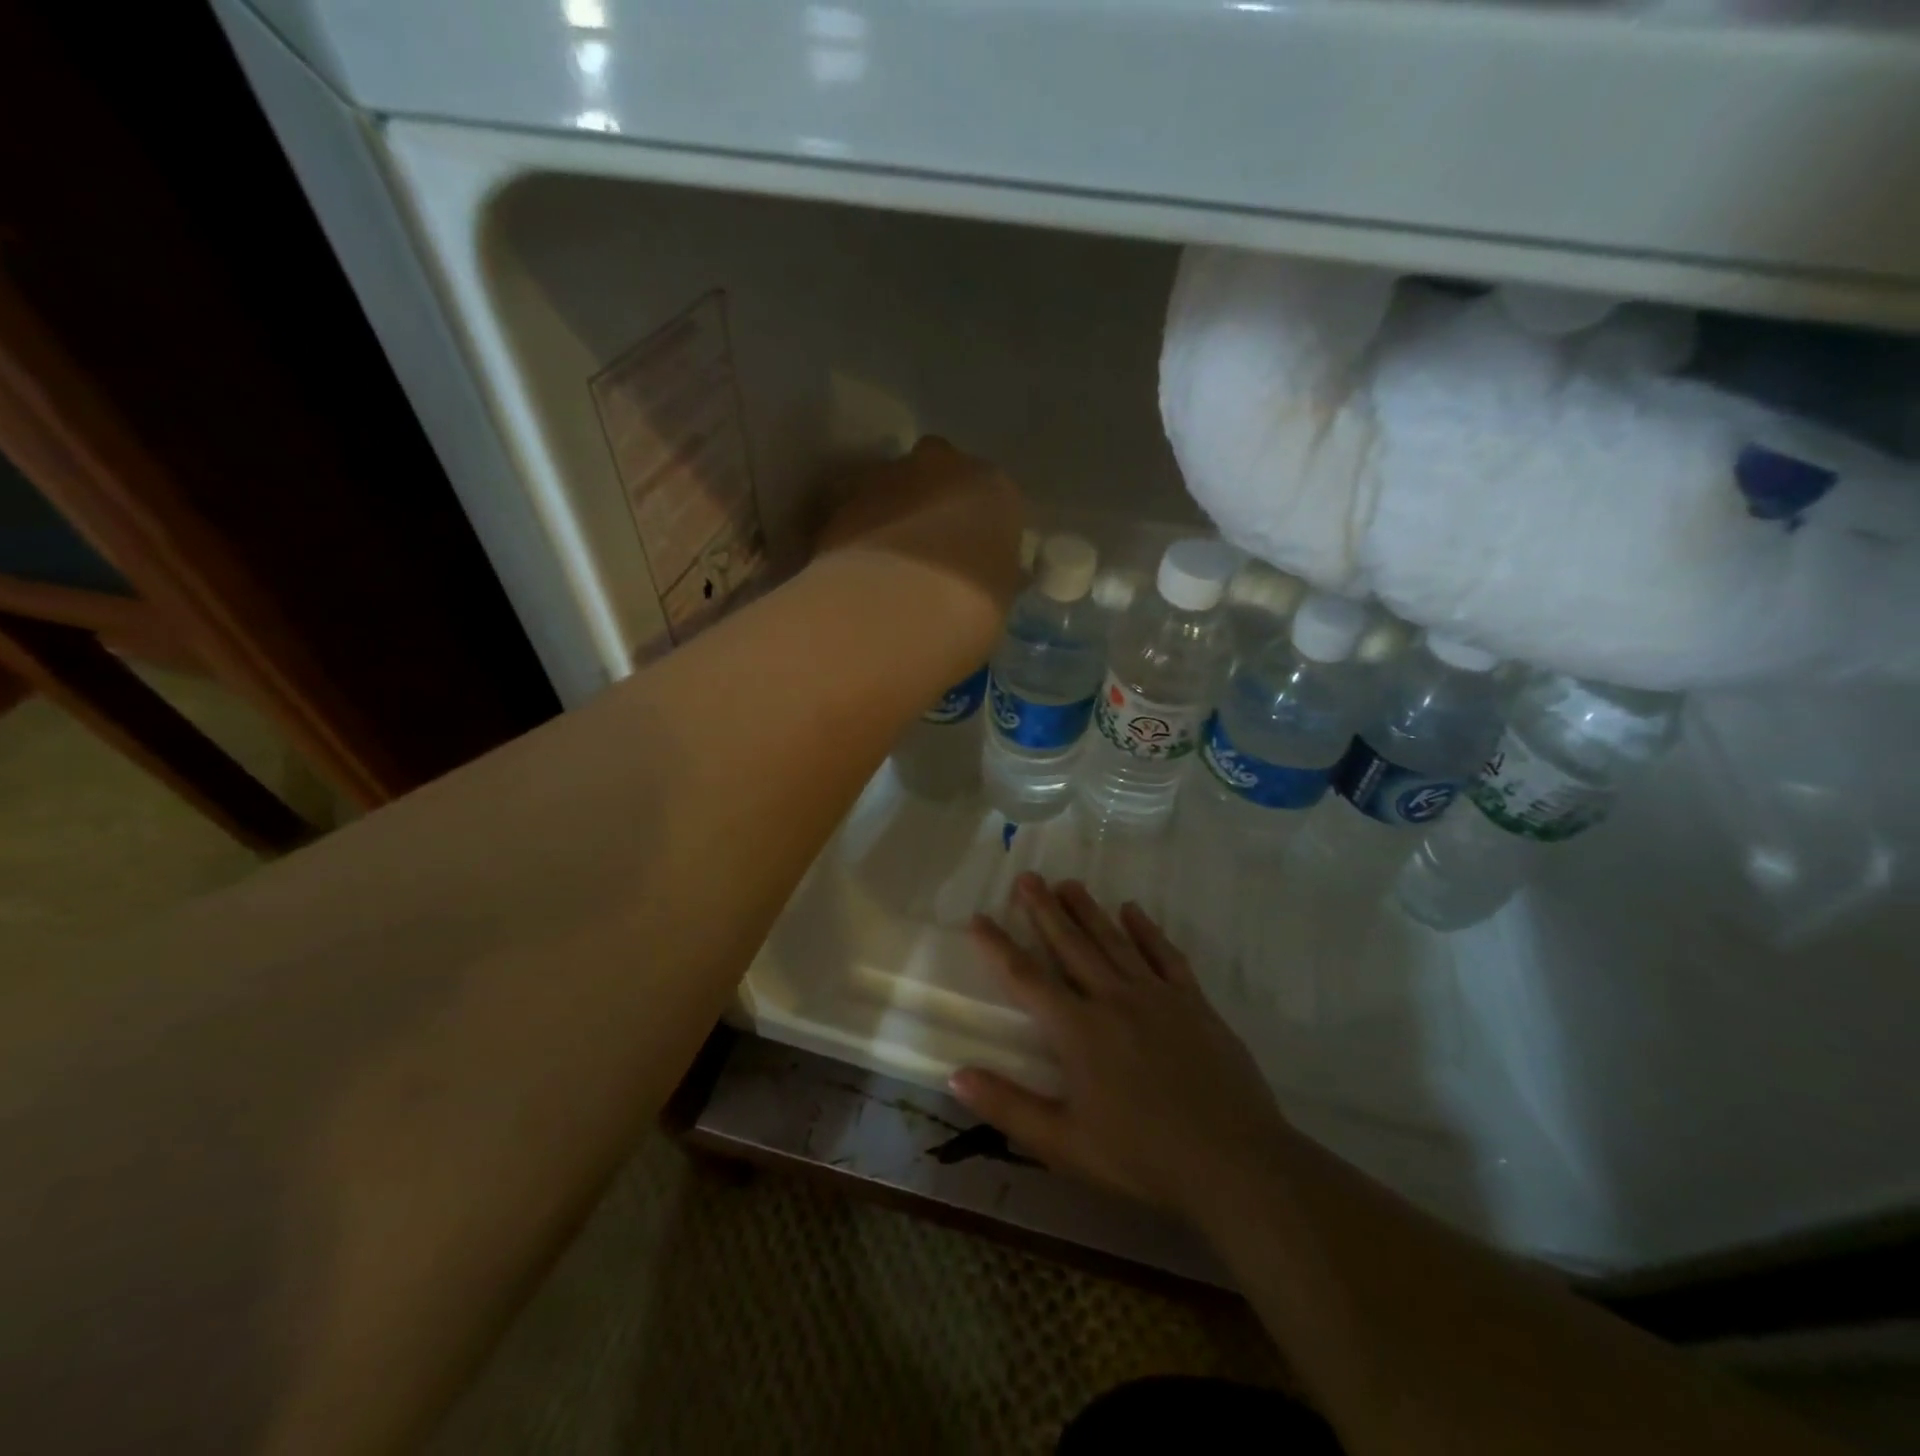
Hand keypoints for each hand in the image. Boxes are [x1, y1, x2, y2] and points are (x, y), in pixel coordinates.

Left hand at [815, 437, 1024, 619]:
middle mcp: (940, 464)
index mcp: (993, 486)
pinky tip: (857, 570)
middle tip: (926, 547)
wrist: (894, 607)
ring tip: (886, 564)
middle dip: (931, 499)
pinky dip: (857, 532)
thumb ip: (993, 569)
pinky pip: (855, 512)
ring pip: (890, 486)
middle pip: (936, 470)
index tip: (972, 552)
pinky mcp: (840, 500)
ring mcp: (884, 476)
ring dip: (890, 513)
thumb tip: (988, 571)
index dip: (978, 522)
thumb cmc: (968, 605)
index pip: (991, 494)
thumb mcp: (998, 593)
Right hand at [950, 874, 1295, 1227]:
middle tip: (1027, 877)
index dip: (998, 946)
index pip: (1027, 978)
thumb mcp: (1064, 1144)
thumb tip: (955, 1075)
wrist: (1234, 1161)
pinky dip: (1147, 930)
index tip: (979, 917)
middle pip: (1071, 944)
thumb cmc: (1142, 1157)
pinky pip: (1165, 955)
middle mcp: (1113, 999)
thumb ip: (1008, 1107)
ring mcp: (1157, 996)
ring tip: (1068, 883)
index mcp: (1078, 1030)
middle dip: (1045, 910)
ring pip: (1114, 941)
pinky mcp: (1193, 1002)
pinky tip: (1132, 910)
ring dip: (1088, 910)